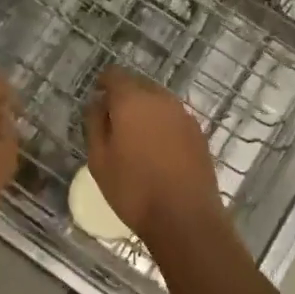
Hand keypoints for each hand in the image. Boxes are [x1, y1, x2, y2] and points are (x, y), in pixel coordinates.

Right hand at [85, 67, 221, 239]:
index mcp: (132, 100)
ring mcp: (183, 115)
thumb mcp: (99, 159)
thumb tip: (98, 103)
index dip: (103, 82)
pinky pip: (173, 118)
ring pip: (158, 101)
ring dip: (145, 110)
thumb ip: (96, 123)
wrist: (185, 218)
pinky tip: (156, 149)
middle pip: (138, 85)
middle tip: (112, 120)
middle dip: (124, 96)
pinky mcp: (198, 133)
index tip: (96, 95)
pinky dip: (162, 124)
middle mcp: (161, 99)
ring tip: (134, 136)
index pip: (115, 75)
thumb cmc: (133, 190)